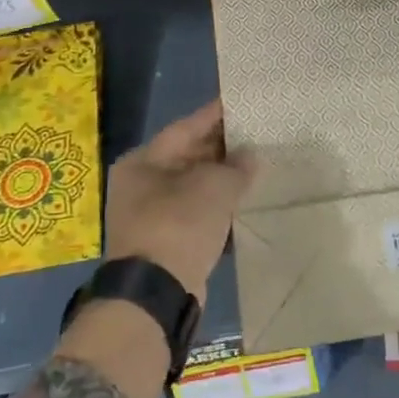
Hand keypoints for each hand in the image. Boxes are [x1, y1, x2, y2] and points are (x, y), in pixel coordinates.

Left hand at [105, 99, 253, 303]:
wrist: (155, 294)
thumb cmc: (179, 225)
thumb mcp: (214, 187)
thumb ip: (236, 167)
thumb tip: (249, 157)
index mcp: (143, 161)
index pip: (185, 128)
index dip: (215, 115)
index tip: (241, 103)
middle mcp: (141, 184)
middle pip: (188, 156)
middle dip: (222, 148)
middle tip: (257, 134)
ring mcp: (150, 215)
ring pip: (194, 186)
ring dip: (222, 179)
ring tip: (257, 166)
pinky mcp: (165, 242)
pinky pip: (196, 213)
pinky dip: (218, 207)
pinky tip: (244, 202)